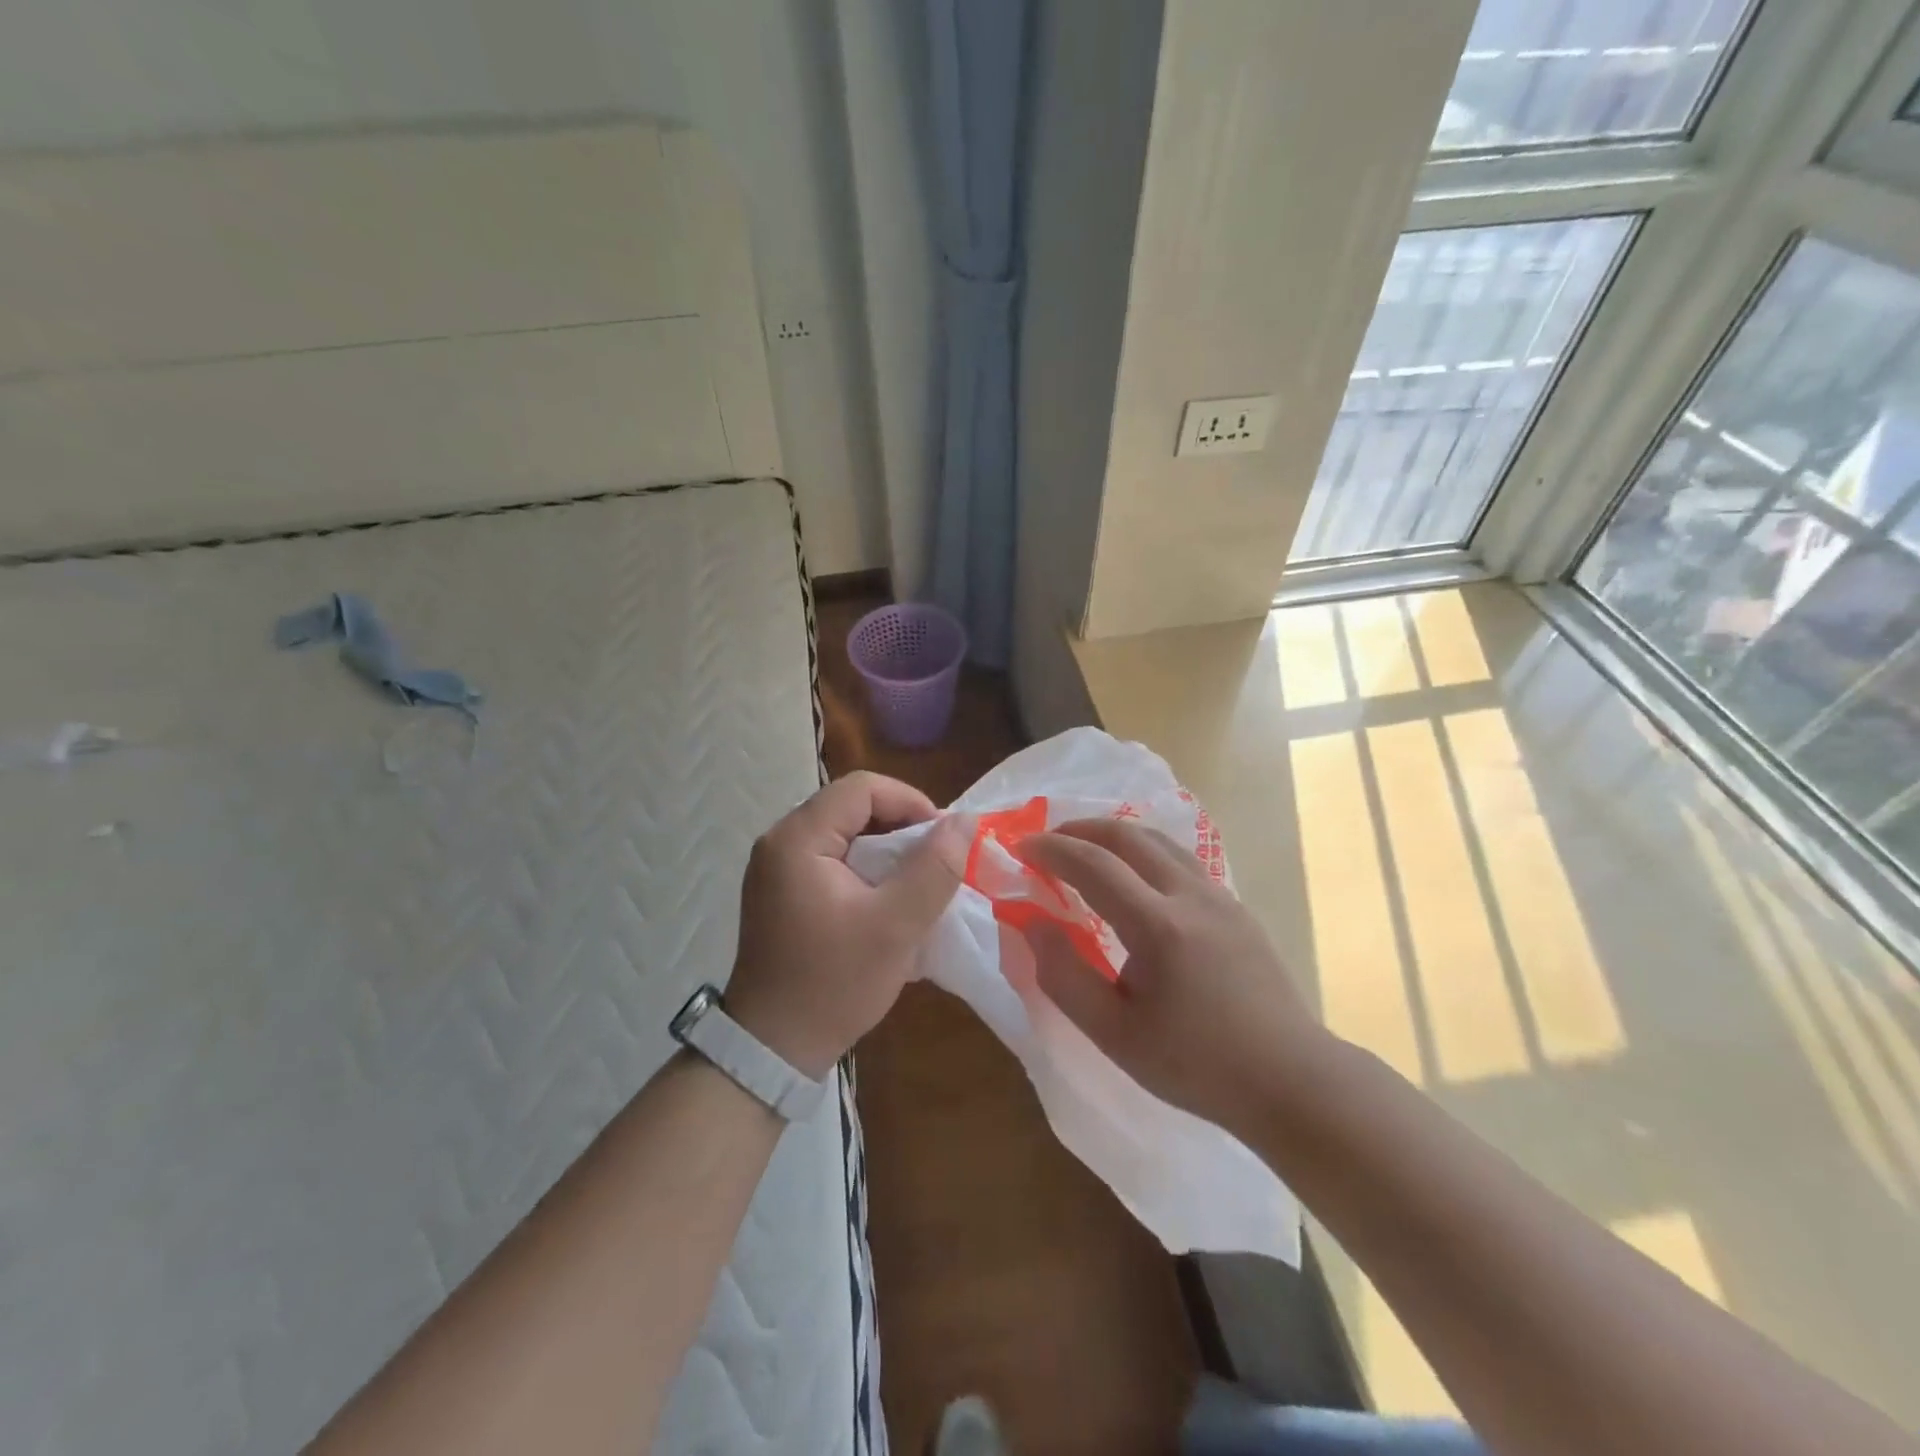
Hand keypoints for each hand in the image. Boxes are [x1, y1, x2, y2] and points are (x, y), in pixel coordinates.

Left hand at [726, 772, 969, 1077]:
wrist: (773, 1049)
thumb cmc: (834, 983)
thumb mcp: (895, 926)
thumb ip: (935, 869)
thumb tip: (966, 822)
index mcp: (797, 839)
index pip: (861, 788)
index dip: (910, 802)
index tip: (943, 839)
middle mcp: (780, 841)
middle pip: (851, 807)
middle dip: (901, 828)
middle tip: (936, 862)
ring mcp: (777, 867)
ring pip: (845, 833)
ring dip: (887, 850)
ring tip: (918, 882)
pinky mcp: (782, 892)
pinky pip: (832, 859)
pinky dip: (867, 870)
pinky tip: (888, 900)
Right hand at [1015, 819, 1334, 1134]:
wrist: (1290, 1080)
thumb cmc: (1196, 1065)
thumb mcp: (1115, 1035)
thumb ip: (1064, 976)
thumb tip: (1032, 923)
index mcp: (1158, 925)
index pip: (1093, 865)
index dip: (1051, 850)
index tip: (1020, 848)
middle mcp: (1191, 895)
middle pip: (1128, 835)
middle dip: (1080, 829)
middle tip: (1048, 842)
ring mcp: (1220, 896)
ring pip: (1159, 840)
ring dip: (1115, 835)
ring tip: (1086, 849)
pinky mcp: (1237, 907)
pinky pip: (1181, 859)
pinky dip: (1144, 851)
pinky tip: (1135, 878)